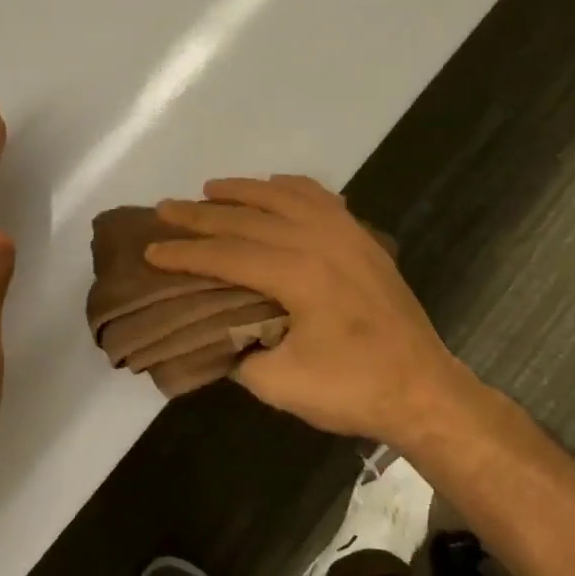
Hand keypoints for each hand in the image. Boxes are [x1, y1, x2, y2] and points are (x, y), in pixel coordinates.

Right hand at [150, 177, 478, 444]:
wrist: (423, 388)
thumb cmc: (353, 388)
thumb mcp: (281, 384)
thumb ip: (239, 353)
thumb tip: (216, 331)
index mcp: (296, 273)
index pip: (226, 254)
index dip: (185, 253)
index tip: (151, 249)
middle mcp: (318, 239)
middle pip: (247, 218)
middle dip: (201, 214)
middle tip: (165, 209)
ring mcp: (345, 232)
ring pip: (283, 196)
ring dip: (243, 190)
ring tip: (210, 189)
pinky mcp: (362, 237)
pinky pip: (320, 197)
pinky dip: (290, 187)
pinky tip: (274, 187)